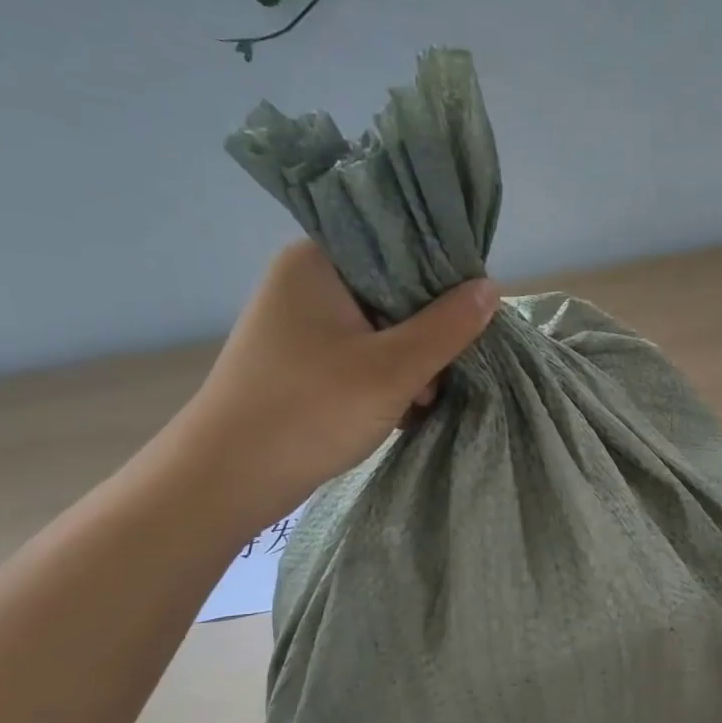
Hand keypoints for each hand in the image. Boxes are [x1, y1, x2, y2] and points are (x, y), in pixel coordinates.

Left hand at [170, 240, 498, 528]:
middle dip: (428, 330)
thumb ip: (448, 326)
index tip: (474, 308)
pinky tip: (404, 407)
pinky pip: (362, 354)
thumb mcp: (393, 369)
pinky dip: (387, 377)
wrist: (229, 478)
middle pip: (393, 289)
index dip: (443, 273)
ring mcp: (301, 324)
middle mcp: (306, 282)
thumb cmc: (311, 410)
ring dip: (411, 361)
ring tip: (423, 399)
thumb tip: (492, 288)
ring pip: (381, 327)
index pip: (397, 244)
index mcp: (318, 262)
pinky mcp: (302, 361)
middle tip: (448, 367)